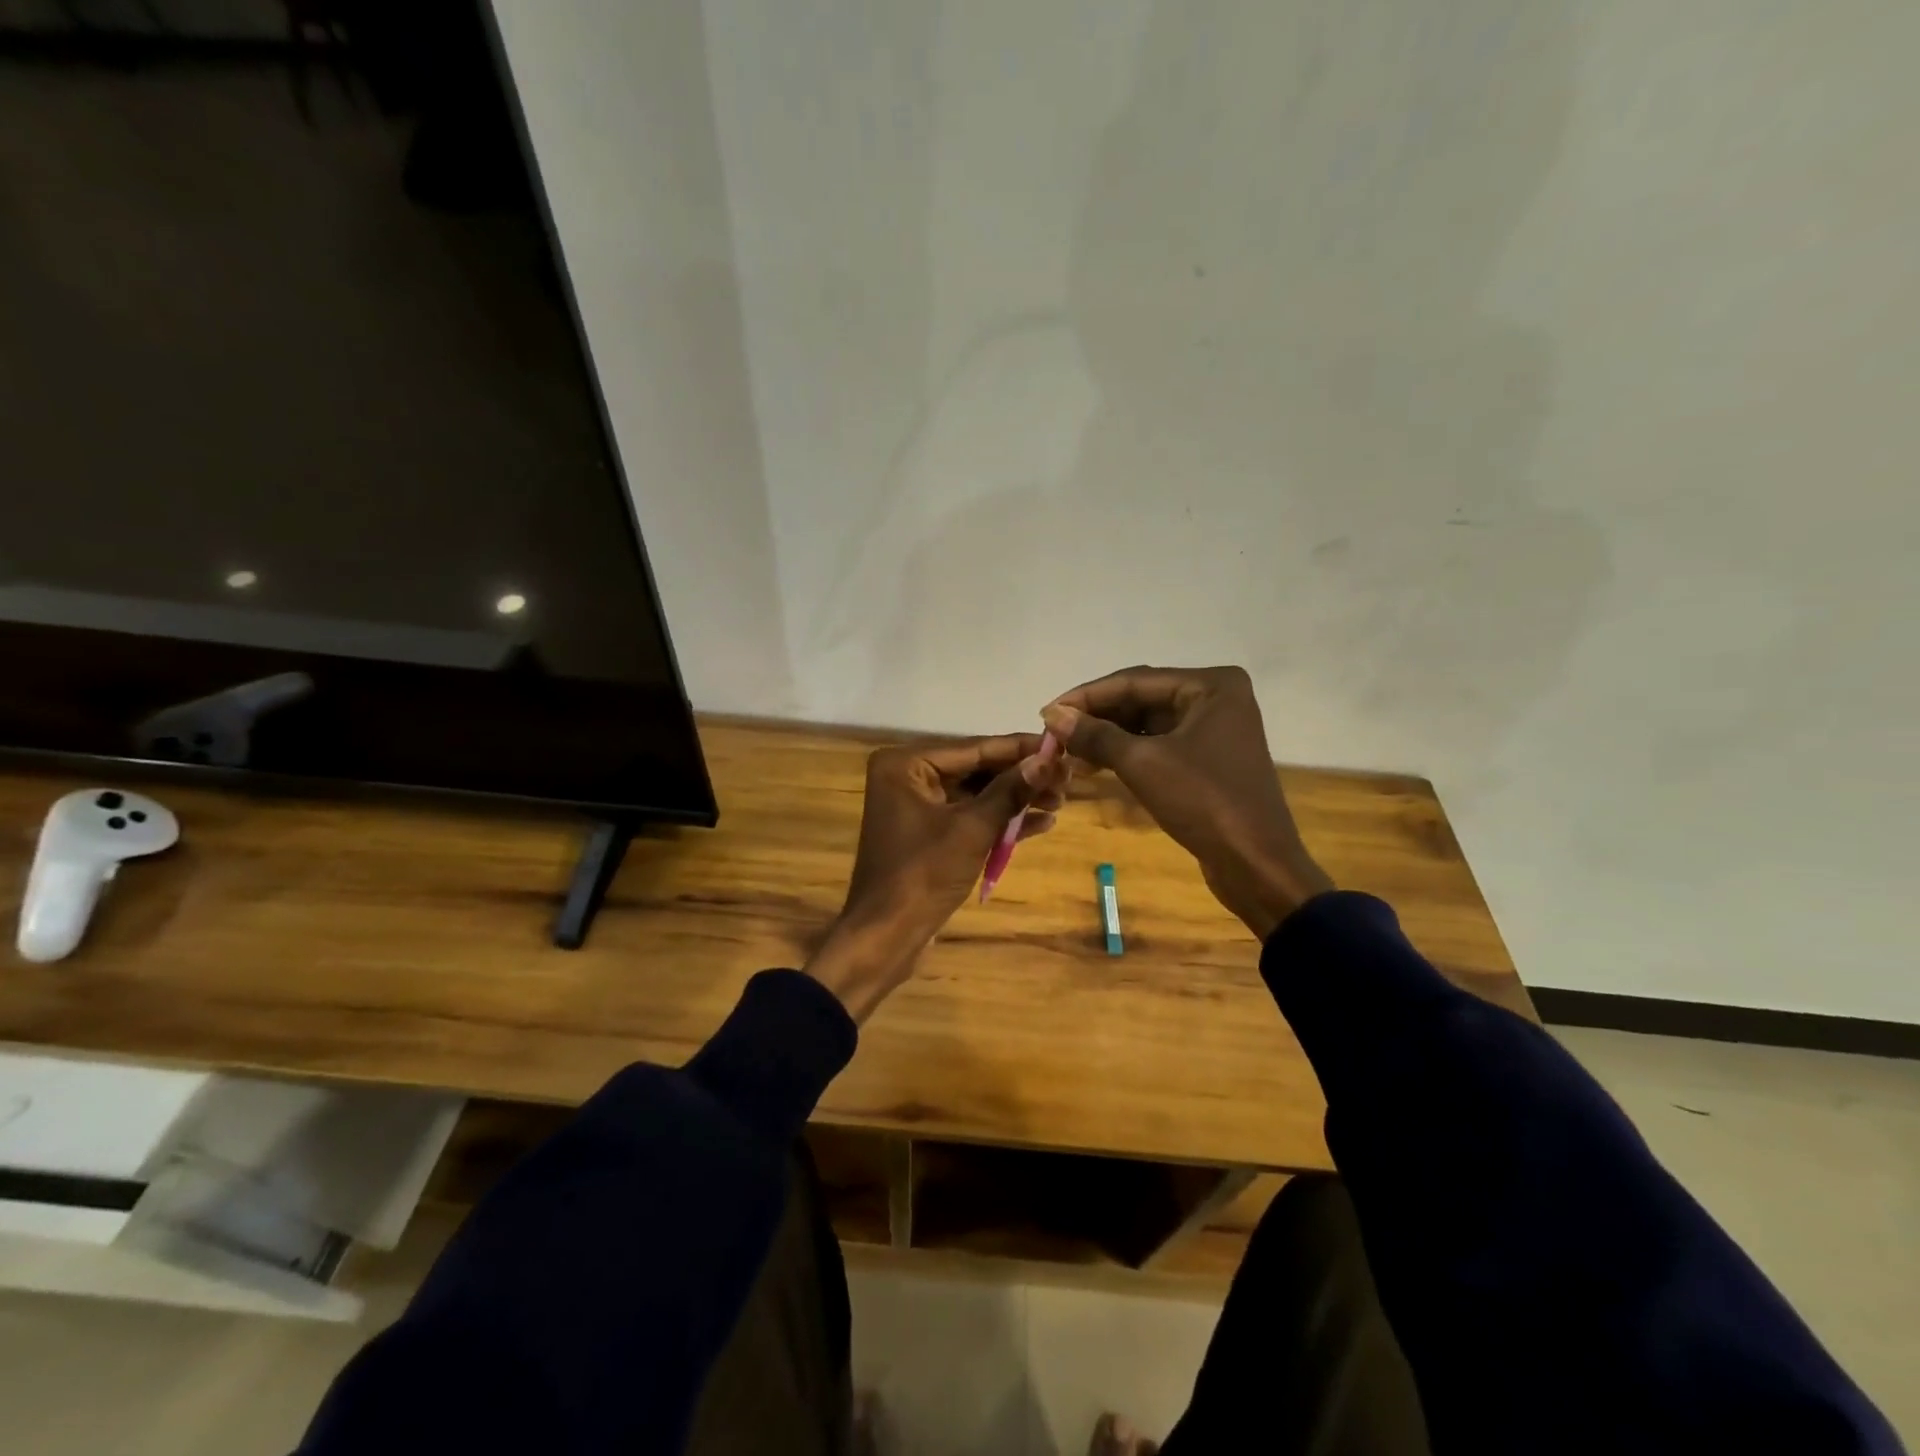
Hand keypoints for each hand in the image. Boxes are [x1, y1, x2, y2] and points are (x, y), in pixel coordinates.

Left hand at [807, 734, 1066, 1020]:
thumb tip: (1049, 760)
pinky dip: (1000, 820)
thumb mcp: (973, 829)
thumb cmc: (923, 875)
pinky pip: (969, 817)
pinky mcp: (928, 833)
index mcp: (906, 764)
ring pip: (976, 794)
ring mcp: (917, 806)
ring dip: (1016, 799)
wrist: (886, 937)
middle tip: (1068, 777)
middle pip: (976, 769)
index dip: (1021, 749)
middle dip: (1022, 776)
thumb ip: (1011, 791)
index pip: (974, 748)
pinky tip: (1041, 822)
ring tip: (1061, 800)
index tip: (1062, 745)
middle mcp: (908, 776)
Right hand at [1040, 666, 1331, 938]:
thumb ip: (1095, 734)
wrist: (1256, 864)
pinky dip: (1127, 753)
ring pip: (1148, 723)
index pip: (1135, 681)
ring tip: (1067, 752)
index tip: (1046, 711)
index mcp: (1211, 685)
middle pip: (1141, 699)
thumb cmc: (1204, 802)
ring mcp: (1214, 729)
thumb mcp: (1143, 763)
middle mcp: (1216, 698)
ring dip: (1108, 736)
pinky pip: (1159, 745)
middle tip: (1054, 734)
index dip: (1087, 697)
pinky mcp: (1208, 758)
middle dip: (1097, 717)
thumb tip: (1052, 714)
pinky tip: (1094, 765)